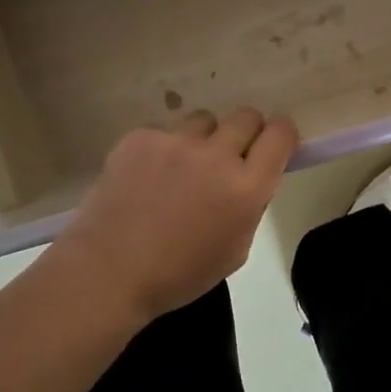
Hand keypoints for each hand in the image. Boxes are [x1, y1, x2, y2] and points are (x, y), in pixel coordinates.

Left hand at [53, 108, 298, 323]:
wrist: (109, 271)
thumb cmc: (179, 274)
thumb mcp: (235, 250)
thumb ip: (250, 206)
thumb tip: (250, 178)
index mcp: (247, 187)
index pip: (280, 133)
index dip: (281, 136)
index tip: (272, 147)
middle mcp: (217, 155)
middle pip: (246, 116)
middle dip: (245, 134)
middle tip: (228, 159)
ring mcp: (175, 141)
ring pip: (204, 120)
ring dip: (203, 139)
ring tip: (182, 169)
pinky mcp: (141, 137)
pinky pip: (165, 131)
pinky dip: (163, 149)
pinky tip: (147, 177)